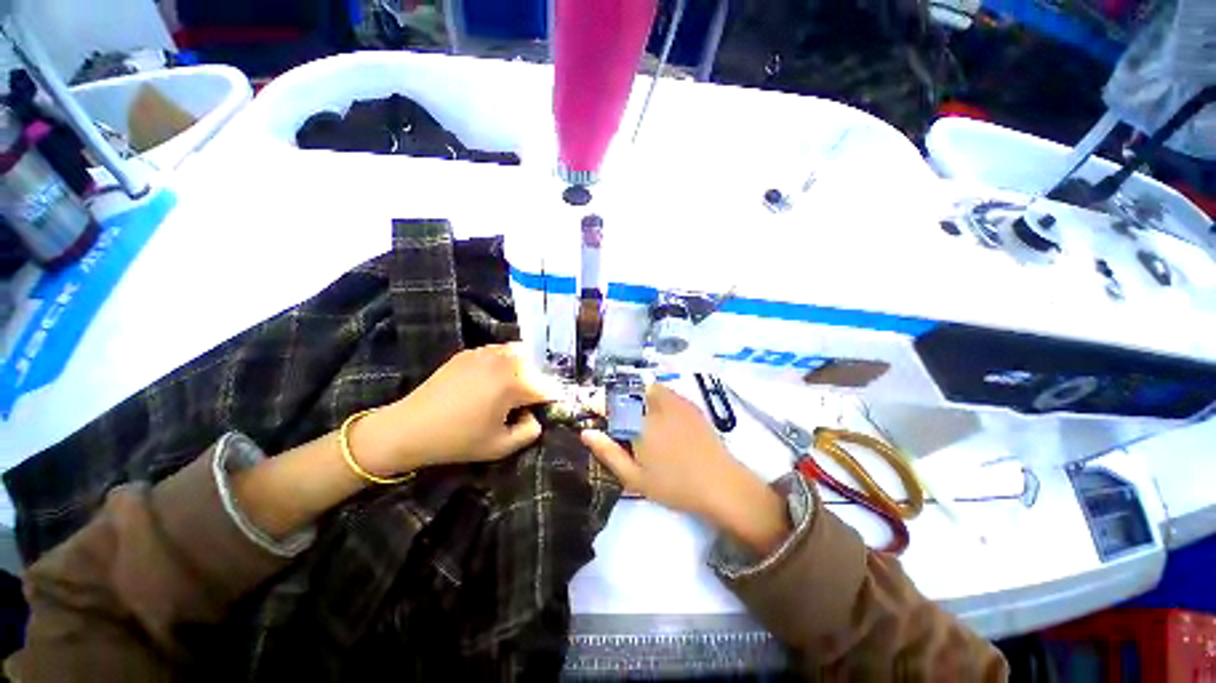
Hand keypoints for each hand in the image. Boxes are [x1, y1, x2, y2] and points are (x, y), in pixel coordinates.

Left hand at [362, 344, 560, 475]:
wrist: (409, 428)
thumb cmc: (457, 440)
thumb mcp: (501, 446)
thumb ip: (530, 432)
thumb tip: (535, 416)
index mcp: (515, 383)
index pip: (549, 388)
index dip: (553, 401)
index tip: (548, 411)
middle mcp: (505, 361)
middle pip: (538, 367)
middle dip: (538, 383)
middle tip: (528, 402)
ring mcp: (486, 352)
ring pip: (520, 354)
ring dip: (524, 369)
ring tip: (513, 388)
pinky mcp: (470, 352)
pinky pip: (499, 352)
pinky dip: (505, 363)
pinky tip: (492, 380)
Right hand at [581, 383, 790, 554]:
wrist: (720, 484)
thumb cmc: (673, 486)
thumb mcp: (635, 478)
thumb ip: (609, 453)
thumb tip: (586, 433)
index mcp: (639, 424)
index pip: (611, 404)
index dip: (600, 405)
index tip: (595, 412)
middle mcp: (655, 407)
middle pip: (630, 392)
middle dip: (621, 402)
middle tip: (622, 422)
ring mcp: (675, 403)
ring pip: (650, 388)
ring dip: (640, 397)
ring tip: (642, 419)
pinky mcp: (690, 405)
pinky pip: (668, 392)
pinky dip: (659, 398)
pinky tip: (664, 418)